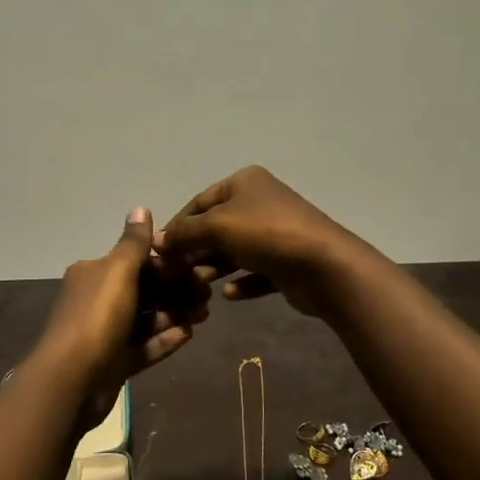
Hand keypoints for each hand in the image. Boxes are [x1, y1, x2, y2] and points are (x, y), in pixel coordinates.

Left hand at [27, 207, 208, 426]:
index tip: (196, 267)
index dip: (166, 263)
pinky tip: (189, 335)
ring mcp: (104, 333)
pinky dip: (164, 339)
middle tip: (207, 295)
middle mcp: (96, 299)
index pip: (135, 261)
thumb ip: (134, 242)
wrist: (71, 381)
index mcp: (93, 273)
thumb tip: (140, 207)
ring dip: (174, 314)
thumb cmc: (96, 317)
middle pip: (143, 290)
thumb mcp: (118, 271)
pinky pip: (143, 346)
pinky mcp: (113, 362)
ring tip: (203, 314)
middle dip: (175, 290)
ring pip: (146, 318)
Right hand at [156, 166, 364, 317]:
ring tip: (198, 286)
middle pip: (216, 227)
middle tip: (176, 274)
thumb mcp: (217, 226)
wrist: (323, 265)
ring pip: (235, 251)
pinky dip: (241, 282)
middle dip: (195, 249)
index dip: (177, 225)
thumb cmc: (265, 234)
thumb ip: (184, 233)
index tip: (159, 252)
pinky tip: (228, 296)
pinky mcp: (287, 261)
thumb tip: (156, 240)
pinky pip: (256, 272)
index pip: (199, 202)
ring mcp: (276, 232)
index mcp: (244, 183)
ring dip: (214, 268)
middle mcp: (260, 202)